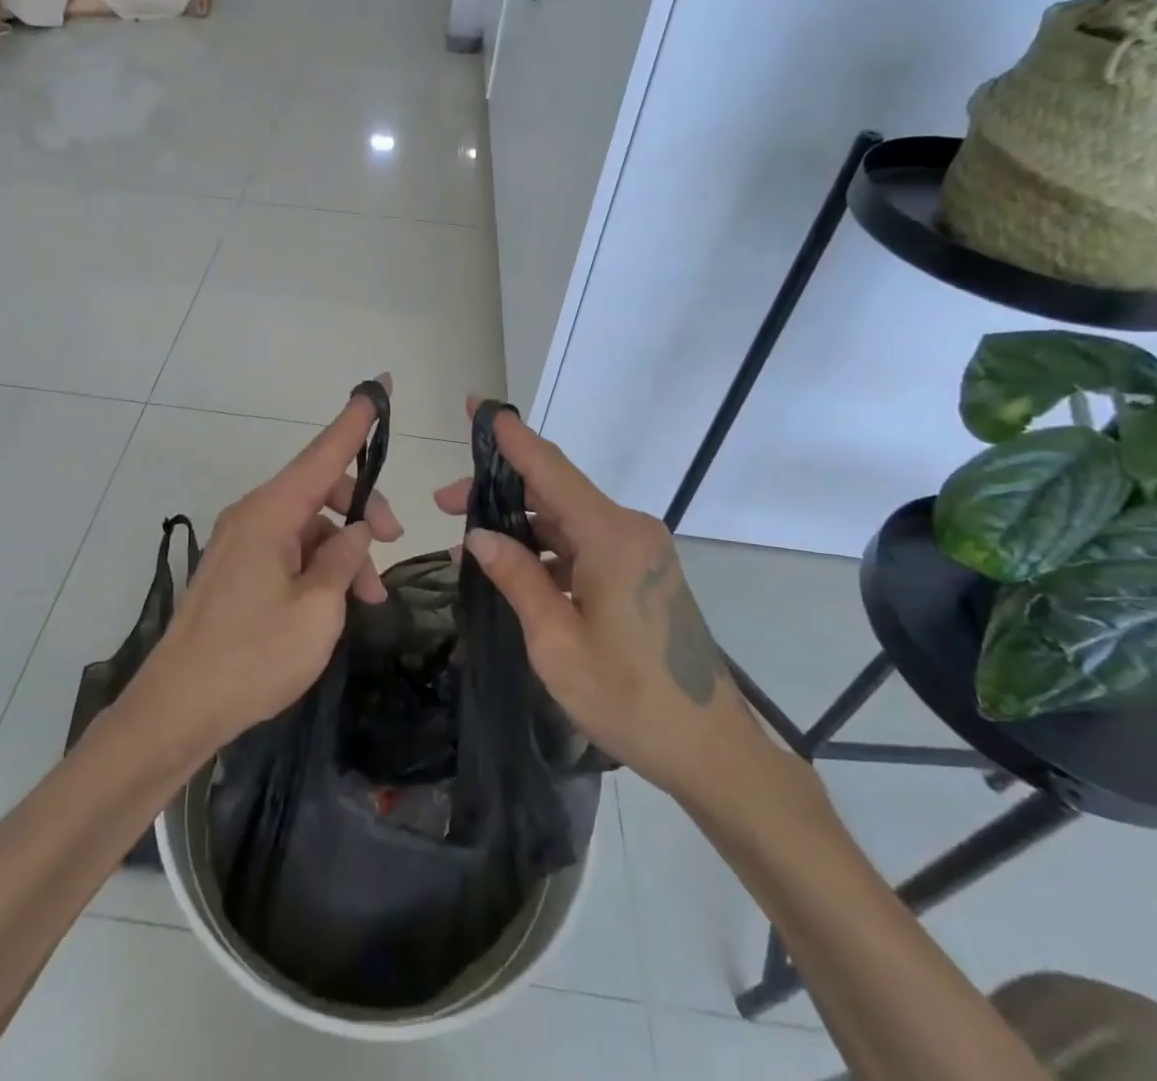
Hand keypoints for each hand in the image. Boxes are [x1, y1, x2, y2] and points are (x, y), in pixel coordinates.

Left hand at [143, 378, 401, 750]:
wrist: (177, 708)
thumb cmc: (253, 657)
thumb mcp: (317, 610)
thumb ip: (344, 561)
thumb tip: (357, 530)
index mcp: (270, 514)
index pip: (324, 453)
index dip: (356, 420)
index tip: (379, 383)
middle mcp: (252, 516)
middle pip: (319, 489)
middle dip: (362, 507)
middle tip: (394, 541)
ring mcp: (242, 542)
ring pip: (308, 524)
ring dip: (344, 548)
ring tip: (371, 596)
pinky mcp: (238, 569)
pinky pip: (290, 548)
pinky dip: (320, 565)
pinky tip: (339, 601)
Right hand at [434, 402, 767, 797]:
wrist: (711, 751)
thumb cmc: (629, 699)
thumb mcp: (557, 641)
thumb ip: (517, 578)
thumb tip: (479, 537)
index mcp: (612, 537)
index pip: (550, 468)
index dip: (510, 436)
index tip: (478, 405)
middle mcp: (630, 530)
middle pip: (554, 491)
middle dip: (499, 490)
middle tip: (445, 502)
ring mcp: (639, 550)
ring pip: (566, 518)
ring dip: (520, 524)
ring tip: (466, 541)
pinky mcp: (641, 571)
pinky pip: (583, 543)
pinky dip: (545, 549)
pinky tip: (511, 567)